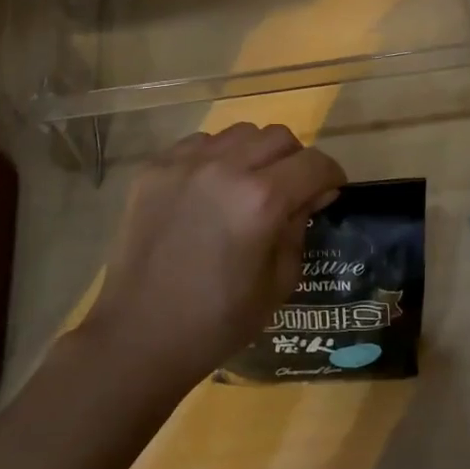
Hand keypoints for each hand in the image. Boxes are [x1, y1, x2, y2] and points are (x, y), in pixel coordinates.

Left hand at [82, 123, 345, 387]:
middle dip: (295, 161)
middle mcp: (225, 168)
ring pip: (239, 133)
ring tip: (246, 185)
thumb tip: (309, 196)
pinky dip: (215, 158)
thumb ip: (298, 228)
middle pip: (279, 137)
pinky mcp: (154, 168)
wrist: (139, 335)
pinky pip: (199, 143)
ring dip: (254, 154)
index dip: (331, 176)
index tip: (329, 192)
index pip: (314, 163)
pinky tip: (208, 190)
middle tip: (289, 190)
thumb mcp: (278, 283)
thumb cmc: (217, 321)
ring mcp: (185, 163)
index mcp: (261, 200)